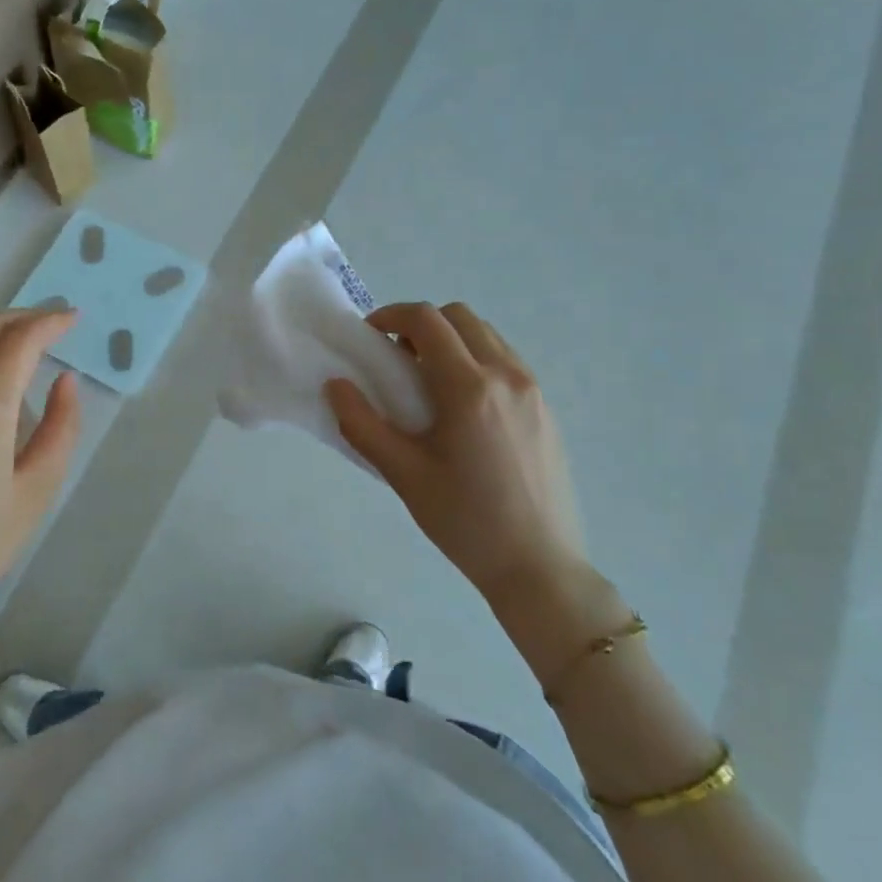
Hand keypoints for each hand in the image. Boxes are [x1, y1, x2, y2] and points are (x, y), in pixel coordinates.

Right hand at [324, 302, 588, 608]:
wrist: (539, 566)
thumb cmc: (465, 521)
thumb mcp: (403, 475)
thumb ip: (362, 425)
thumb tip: (336, 385)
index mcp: (469, 387)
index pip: (427, 320)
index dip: (391, 315)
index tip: (370, 336)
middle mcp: (506, 375)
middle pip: (459, 317)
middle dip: (421, 325)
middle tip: (397, 361)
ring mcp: (532, 390)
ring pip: (486, 336)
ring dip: (451, 341)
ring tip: (429, 384)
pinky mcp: (546, 408)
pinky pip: (506, 360)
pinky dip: (476, 359)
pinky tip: (462, 407)